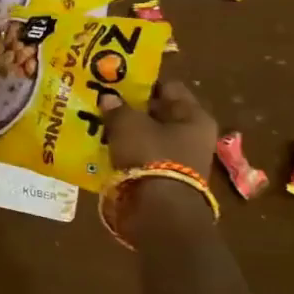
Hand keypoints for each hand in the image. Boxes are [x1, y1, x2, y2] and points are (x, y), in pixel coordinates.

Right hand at [101, 79, 218, 232]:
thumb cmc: (151, 157)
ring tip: (99, 124)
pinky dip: (127, 152)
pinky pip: (143, 157)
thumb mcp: (129, 125)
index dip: (143, 82)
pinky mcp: (165, 179)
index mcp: (193, 116)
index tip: (118, 80)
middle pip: (159, 113)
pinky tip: (105, 148)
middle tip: (104, 101)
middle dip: (133, 108)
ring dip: (128, 132)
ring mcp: (180, 159)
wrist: (160, 213)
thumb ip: (118, 108)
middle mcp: (192, 135)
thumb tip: (109, 97)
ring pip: (149, 136)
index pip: (168, 87)